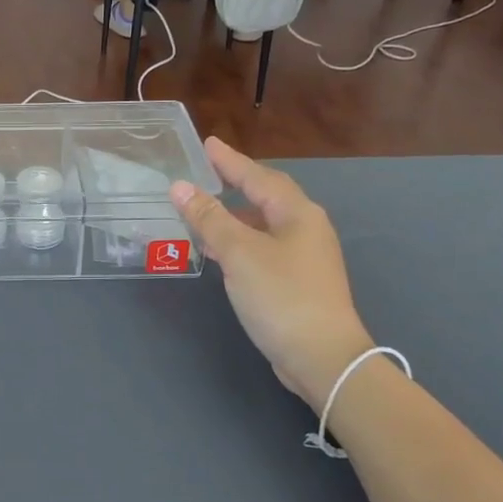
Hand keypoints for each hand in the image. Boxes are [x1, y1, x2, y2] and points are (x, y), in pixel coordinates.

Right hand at [171, 138, 372, 407]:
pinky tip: (220, 252)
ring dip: (233, 216)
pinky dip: (239, 242)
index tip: (207, 144)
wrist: (322, 356)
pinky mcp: (297, 282)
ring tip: (203, 212)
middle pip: (265, 197)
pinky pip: (262, 248)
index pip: (258, 177)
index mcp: (297, 214)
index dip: (230, 161)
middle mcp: (305, 229)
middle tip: (206, 173)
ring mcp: (304, 257)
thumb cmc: (281, 296)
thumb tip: (180, 187)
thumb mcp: (239, 253)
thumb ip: (209, 218)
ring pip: (263, 225)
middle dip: (235, 184)